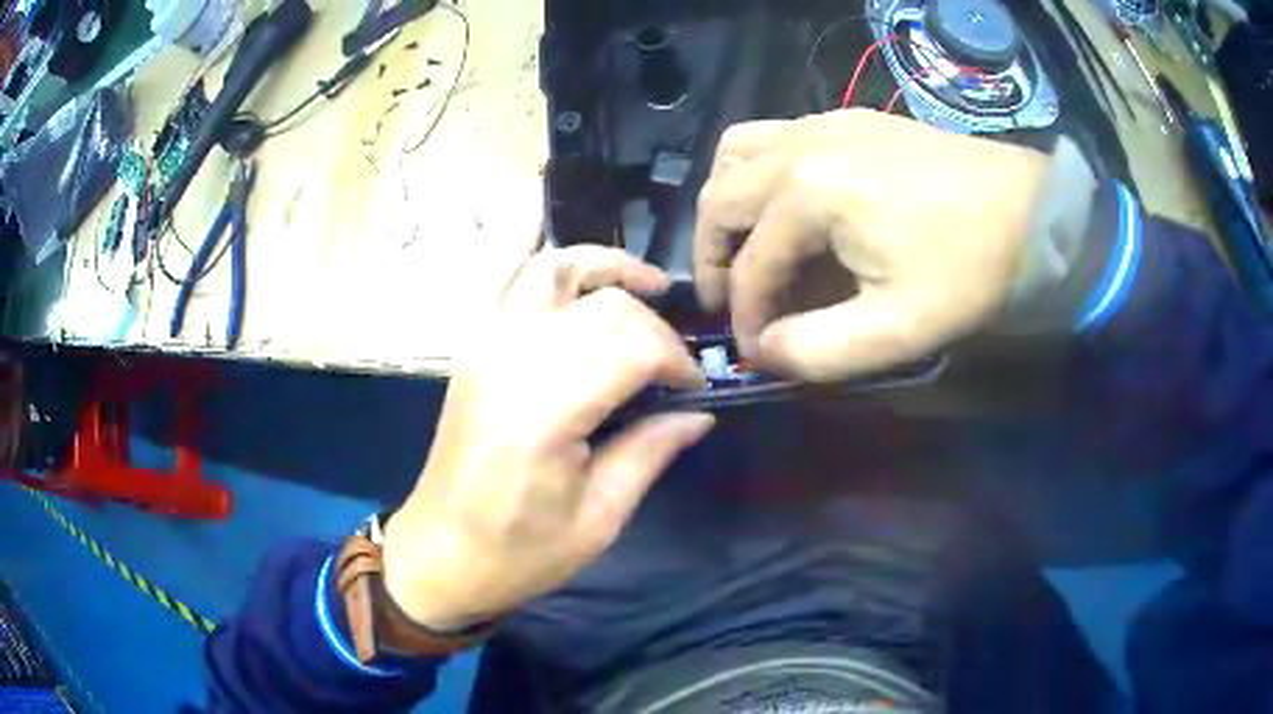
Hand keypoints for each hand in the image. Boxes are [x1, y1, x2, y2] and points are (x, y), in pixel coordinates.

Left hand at [383, 246, 713, 629]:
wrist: (439, 553)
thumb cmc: (518, 552)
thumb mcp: (598, 519)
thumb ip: (650, 453)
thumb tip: (699, 414)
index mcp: (544, 413)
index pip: (631, 345)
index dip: (677, 359)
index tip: (694, 390)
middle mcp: (510, 362)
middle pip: (601, 303)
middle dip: (653, 322)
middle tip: (673, 363)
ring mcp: (485, 347)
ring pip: (551, 268)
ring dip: (605, 267)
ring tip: (646, 286)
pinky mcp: (474, 349)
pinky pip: (519, 284)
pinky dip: (562, 274)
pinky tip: (590, 295)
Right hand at [694, 109, 1049, 381]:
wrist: (1029, 210)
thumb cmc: (969, 269)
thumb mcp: (899, 330)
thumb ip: (818, 350)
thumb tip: (764, 350)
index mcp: (811, 193)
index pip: (751, 263)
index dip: (745, 315)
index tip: (756, 350)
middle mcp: (802, 146)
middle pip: (721, 198)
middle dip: (713, 255)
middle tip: (730, 299)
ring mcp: (823, 123)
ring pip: (736, 154)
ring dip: (728, 202)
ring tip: (745, 244)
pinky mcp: (847, 119)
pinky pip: (774, 135)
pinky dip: (758, 171)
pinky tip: (787, 204)